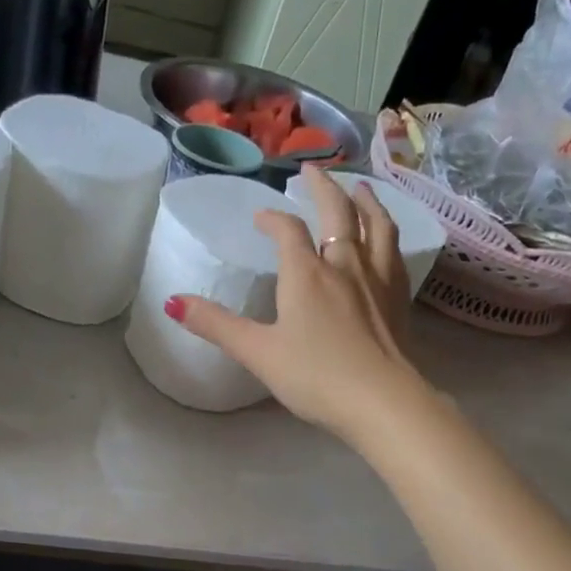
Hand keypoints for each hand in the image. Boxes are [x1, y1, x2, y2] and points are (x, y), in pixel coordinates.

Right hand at [167, 165, 429, 443]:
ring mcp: (377, 279)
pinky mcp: (399, 299)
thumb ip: (216, 325)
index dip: (272, 219)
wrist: (381, 401)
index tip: (260, 216)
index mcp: (306, 274)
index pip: (287, 231)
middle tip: (312, 169)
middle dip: (322, 187)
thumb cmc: (314, 376)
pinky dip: (387, 234)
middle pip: (337, 212)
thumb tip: (172, 301)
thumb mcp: (257, 353)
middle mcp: (344, 265)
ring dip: (365, 200)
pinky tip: (385, 239)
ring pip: (374, 225)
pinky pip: (395, 252)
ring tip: (359, 188)